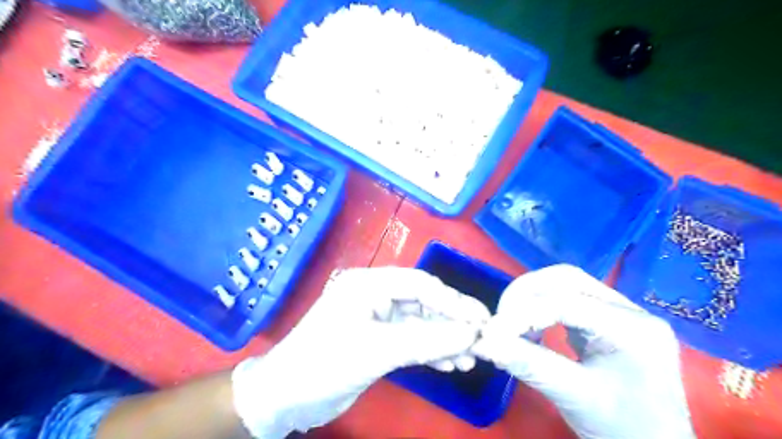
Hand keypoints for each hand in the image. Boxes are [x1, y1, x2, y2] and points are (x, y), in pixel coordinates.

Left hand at [230, 265, 486, 436]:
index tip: (481, 320)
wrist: (285, 397)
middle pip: (423, 303)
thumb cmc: (325, 363)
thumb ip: (426, 341)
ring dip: (444, 339)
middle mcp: (375, 295)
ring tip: (470, 358)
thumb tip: (471, 334)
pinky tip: (450, 363)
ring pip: (420, 323)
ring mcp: (377, 318)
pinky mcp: (378, 340)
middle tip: (482, 339)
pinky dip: (431, 350)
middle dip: (452, 322)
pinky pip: (412, 340)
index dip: (452, 301)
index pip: (419, 284)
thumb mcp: (377, 350)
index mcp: (369, 284)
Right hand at [470, 265, 695, 437]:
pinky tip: (531, 326)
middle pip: (566, 280)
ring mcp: (622, 312)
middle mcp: (631, 310)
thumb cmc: (623, 430)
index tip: (490, 331)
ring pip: (566, 284)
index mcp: (633, 329)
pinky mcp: (610, 319)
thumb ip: (528, 364)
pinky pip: (569, 298)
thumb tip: (483, 342)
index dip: (523, 312)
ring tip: (511, 322)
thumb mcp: (574, 397)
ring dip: (532, 298)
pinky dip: (542, 307)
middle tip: (500, 319)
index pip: (567, 303)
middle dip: (526, 294)